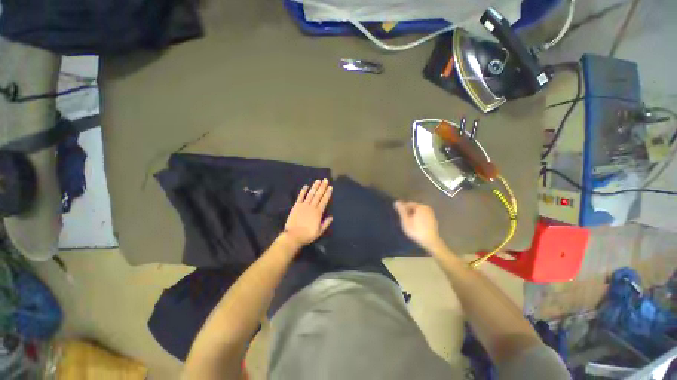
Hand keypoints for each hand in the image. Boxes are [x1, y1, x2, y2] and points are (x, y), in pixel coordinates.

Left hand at [283, 179, 332, 246]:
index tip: (330, 187)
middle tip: (325, 180)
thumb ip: (325, 223)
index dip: (327, 193)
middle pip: (318, 195)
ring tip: (318, 180)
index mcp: (318, 213)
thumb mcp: (319, 231)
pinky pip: (300, 197)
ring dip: (314, 187)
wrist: (293, 236)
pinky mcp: (296, 206)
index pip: (324, 200)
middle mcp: (312, 207)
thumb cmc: (307, 235)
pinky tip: (305, 186)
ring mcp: (303, 205)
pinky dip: (303, 191)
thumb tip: (331, 217)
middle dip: (322, 187)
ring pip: (310, 194)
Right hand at [394, 201, 442, 250]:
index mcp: (420, 207)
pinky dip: (419, 219)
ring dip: (413, 216)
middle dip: (408, 212)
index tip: (399, 215)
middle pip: (414, 208)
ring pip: (419, 213)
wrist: (431, 242)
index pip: (408, 204)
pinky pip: (423, 217)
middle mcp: (427, 208)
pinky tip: (416, 226)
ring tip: (409, 223)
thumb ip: (401, 211)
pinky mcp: (433, 221)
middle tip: (403, 220)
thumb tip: (396, 202)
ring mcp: (431, 215)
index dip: (403, 209)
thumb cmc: (416, 230)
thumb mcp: (406, 221)